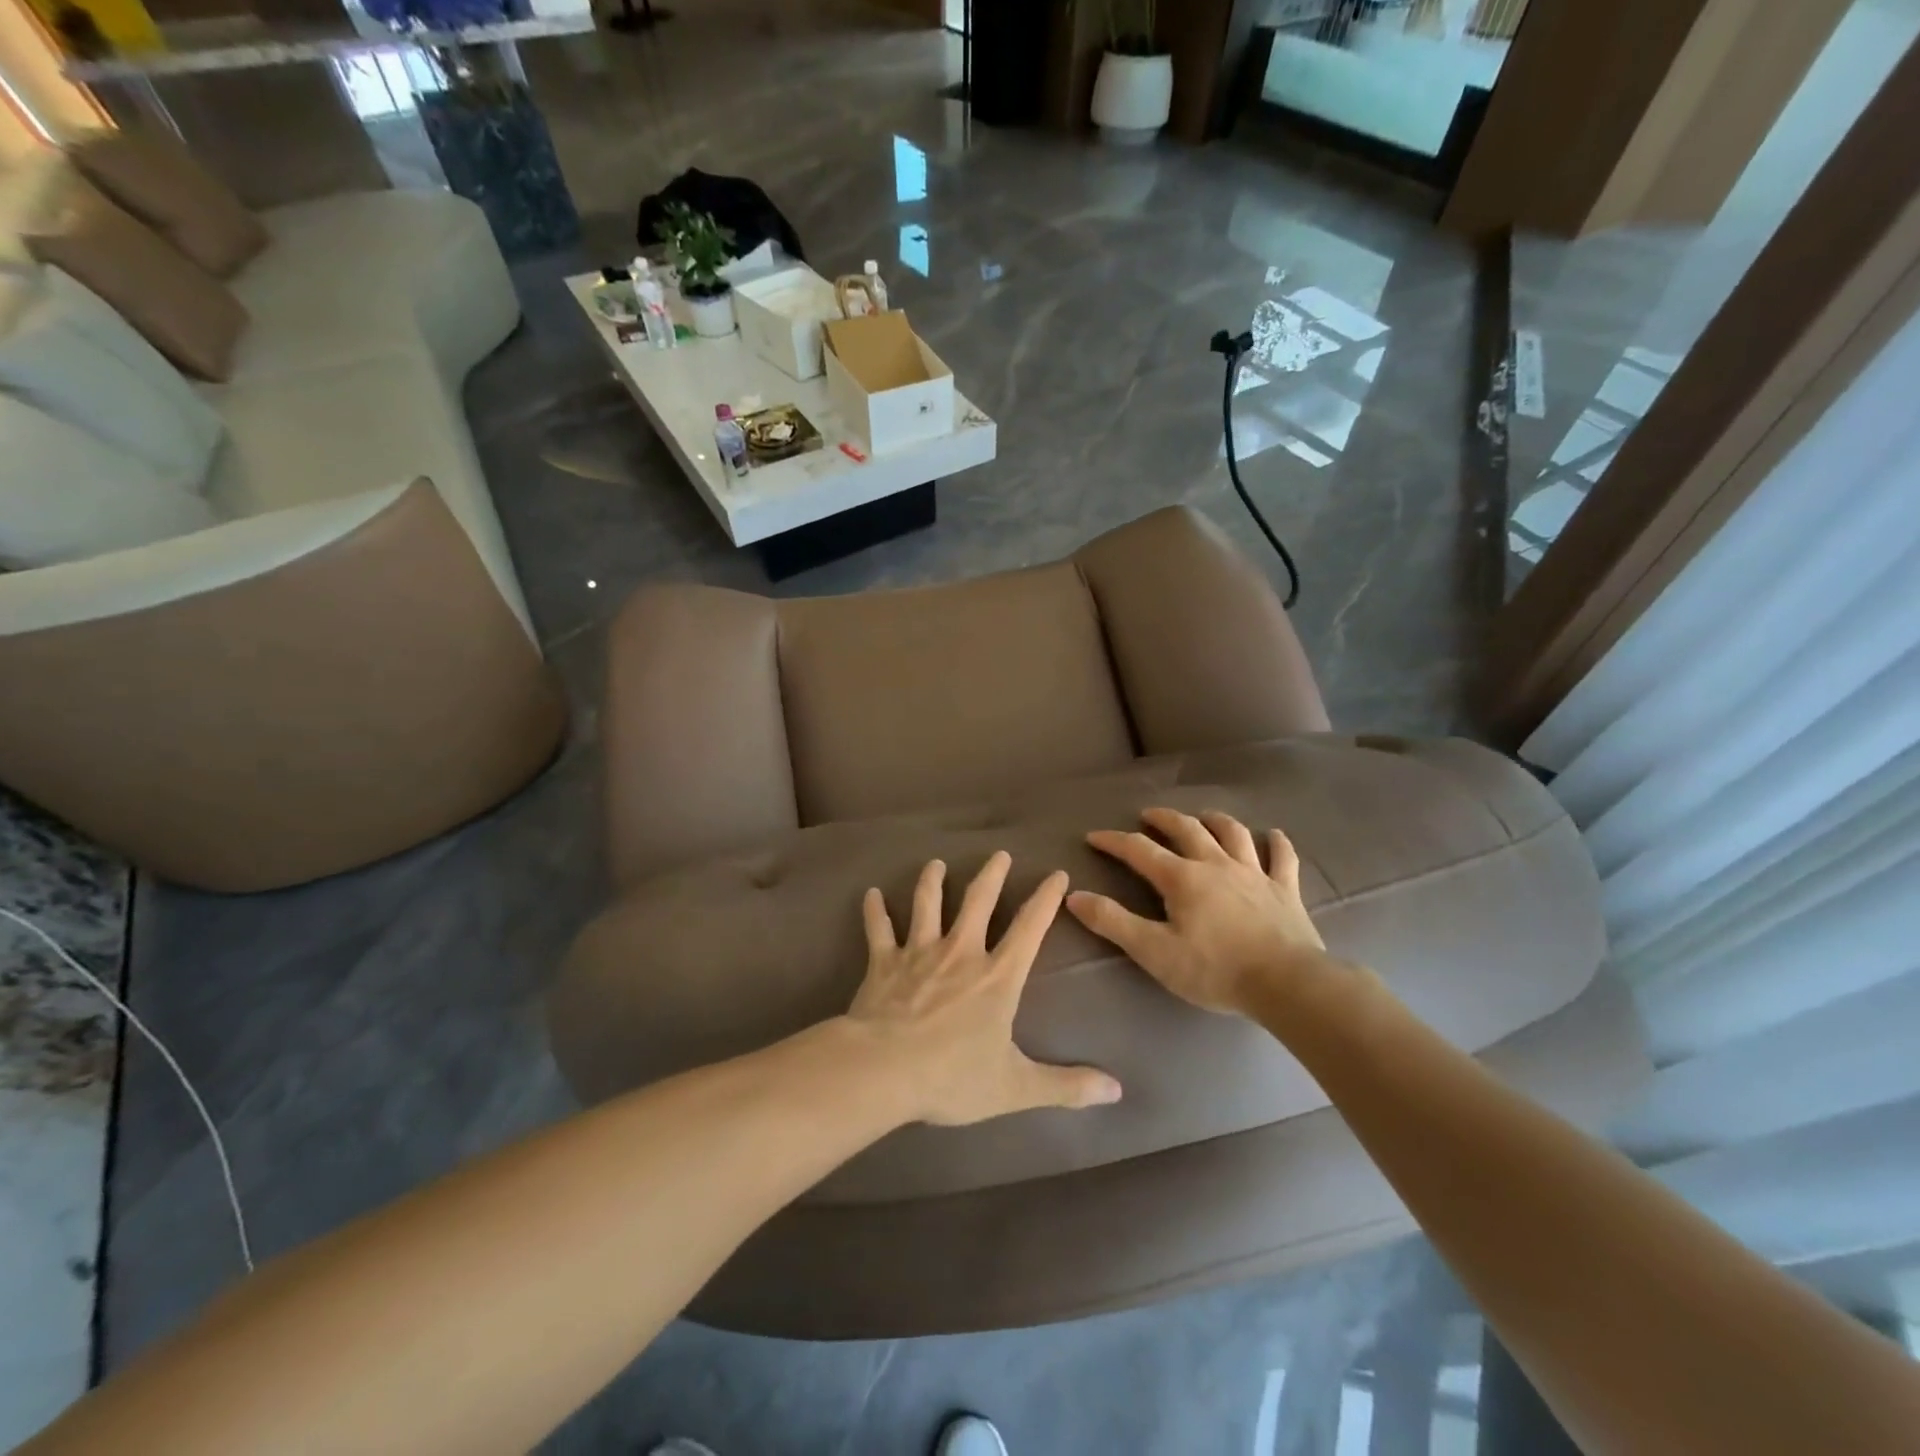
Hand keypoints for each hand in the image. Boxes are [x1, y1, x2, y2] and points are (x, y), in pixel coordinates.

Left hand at [849, 852, 1122, 1125]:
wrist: (883, 1070)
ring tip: (936, 863)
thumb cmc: (952, 1077)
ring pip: (927, 903)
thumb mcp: (1016, 1088)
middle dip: (992, 875)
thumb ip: (1066, 1086)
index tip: (1057, 874)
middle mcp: (960, 953)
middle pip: (978, 902)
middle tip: (1000, 854)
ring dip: (932, 881)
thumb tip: (1117, 1090)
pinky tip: (871, 894)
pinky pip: (878, 928)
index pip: (1029, 928)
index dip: (1046, 899)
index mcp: (997, 977)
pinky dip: (874, 910)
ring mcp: (918, 952)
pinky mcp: (883, 962)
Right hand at [1066, 807, 1331, 1017]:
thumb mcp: (1153, 951)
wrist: (1286, 983)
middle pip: (1187, 830)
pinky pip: (1282, 858)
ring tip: (1204, 816)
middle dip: (1163, 819)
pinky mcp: (1285, 889)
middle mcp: (1216, 864)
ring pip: (1233, 834)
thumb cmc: (1215, 969)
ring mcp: (1254, 874)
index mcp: (1182, 878)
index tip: (1094, 837)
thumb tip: (1074, 896)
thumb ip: (1113, 922)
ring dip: (1215, 821)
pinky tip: (1274, 835)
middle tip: (1148, 815)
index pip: (1139, 850)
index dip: (1114, 841)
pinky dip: (1277, 843)